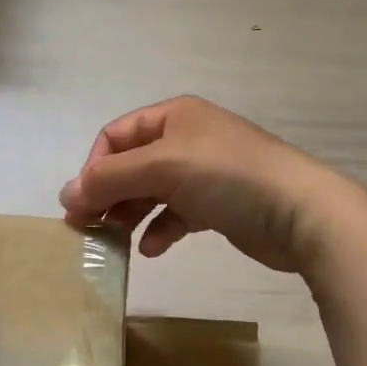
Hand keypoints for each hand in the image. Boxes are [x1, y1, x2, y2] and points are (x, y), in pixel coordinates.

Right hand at [59, 96, 344, 272]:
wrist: (301, 212)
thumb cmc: (227, 177)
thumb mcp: (162, 168)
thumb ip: (110, 179)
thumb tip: (65, 194)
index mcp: (173, 117)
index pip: (116, 136)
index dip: (93, 167)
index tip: (81, 205)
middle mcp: (187, 139)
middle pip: (131, 165)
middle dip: (108, 194)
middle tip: (88, 228)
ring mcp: (204, 172)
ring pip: (152, 191)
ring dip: (130, 214)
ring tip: (115, 241)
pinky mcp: (219, 205)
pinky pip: (177, 214)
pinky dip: (161, 229)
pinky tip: (153, 248)